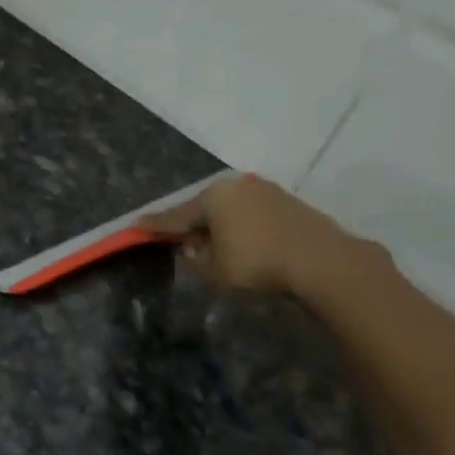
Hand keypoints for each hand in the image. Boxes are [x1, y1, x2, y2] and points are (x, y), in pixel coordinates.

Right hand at [145, 174, 346, 293]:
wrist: (319, 259)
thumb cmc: (256, 263)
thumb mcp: (214, 268)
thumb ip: (196, 257)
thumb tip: (192, 246)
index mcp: (212, 197)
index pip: (175, 215)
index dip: (154, 225)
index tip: (135, 225)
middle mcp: (235, 186)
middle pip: (203, 207)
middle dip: (190, 224)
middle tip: (176, 239)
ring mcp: (264, 190)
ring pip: (228, 209)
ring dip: (217, 225)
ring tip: (210, 244)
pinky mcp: (285, 201)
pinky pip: (249, 213)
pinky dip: (238, 225)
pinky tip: (240, 241)